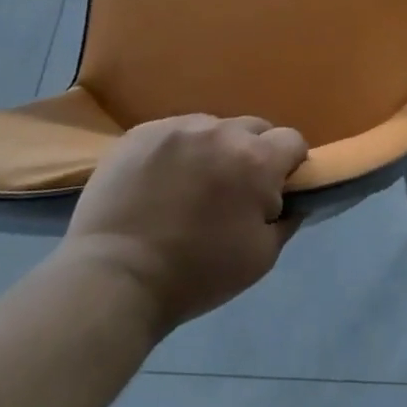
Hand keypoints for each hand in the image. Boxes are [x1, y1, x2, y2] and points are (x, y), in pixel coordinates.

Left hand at [63, 114, 307, 334]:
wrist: (113, 279)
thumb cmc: (196, 274)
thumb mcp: (261, 258)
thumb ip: (287, 219)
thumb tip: (293, 199)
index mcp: (257, 160)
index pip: (292, 140)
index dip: (290, 165)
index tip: (275, 191)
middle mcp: (221, 132)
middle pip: (254, 128)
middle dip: (253, 154)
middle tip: (234, 191)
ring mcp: (177, 127)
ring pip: (212, 128)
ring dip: (213, 150)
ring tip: (190, 186)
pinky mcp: (140, 133)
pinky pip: (174, 133)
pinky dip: (176, 152)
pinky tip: (159, 183)